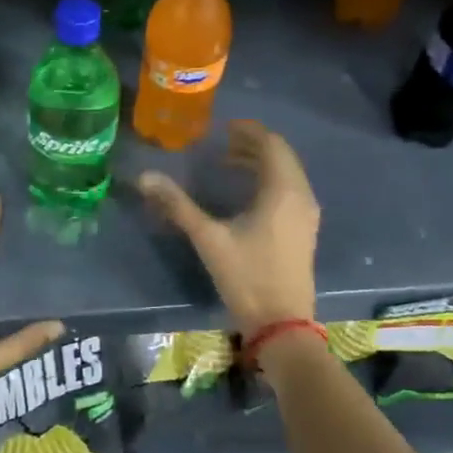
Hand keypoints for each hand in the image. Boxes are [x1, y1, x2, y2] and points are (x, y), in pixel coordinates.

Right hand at [137, 120, 319, 340]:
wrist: (281, 325)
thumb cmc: (247, 277)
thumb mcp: (208, 238)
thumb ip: (177, 205)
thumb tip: (145, 177)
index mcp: (283, 190)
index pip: (271, 144)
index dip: (249, 131)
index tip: (223, 127)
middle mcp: (301, 196)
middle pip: (281, 156)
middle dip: (253, 145)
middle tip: (222, 143)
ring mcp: (307, 215)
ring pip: (287, 174)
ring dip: (261, 163)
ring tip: (229, 163)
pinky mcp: (304, 230)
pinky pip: (289, 190)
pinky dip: (269, 180)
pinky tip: (245, 194)